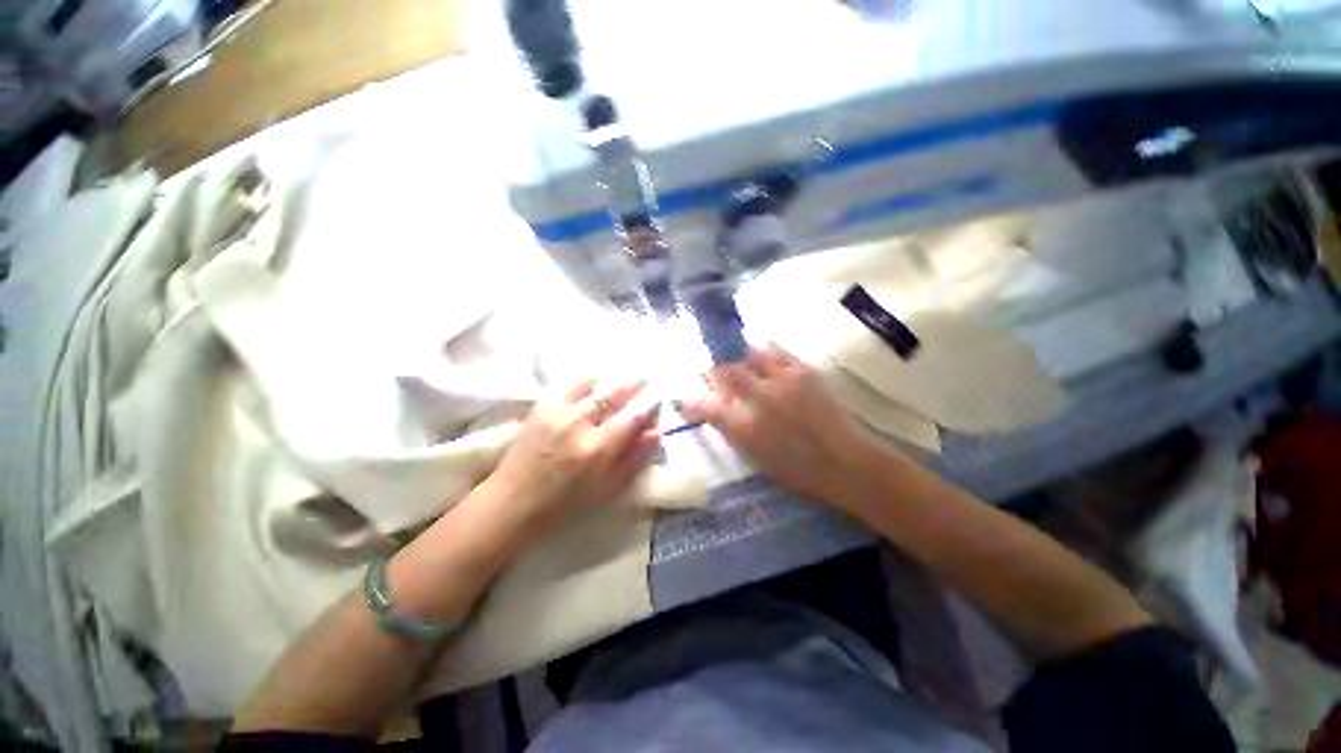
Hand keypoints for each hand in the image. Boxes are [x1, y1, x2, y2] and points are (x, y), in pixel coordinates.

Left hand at [486, 378, 660, 538]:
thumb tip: (656, 433)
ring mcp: (558, 413)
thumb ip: (633, 459)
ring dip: (612, 381)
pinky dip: (586, 381)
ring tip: (623, 378)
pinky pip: (569, 385)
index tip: (657, 398)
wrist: (513, 502)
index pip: (632, 418)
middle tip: (645, 379)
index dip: (648, 405)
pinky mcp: (541, 408)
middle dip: (633, 385)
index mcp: (598, 450)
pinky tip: (594, 382)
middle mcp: (579, 425)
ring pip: (593, 386)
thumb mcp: (606, 489)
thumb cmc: (565, 504)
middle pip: (614, 395)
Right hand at [683, 345, 880, 503]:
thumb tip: (717, 410)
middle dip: (717, 374)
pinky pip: (775, 350)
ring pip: (748, 354)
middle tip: (722, 380)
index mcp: (744, 428)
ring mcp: (781, 381)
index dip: (692, 402)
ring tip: (749, 370)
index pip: (705, 407)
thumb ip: (732, 430)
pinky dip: (766, 354)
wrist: (846, 463)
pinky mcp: (803, 370)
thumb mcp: (756, 457)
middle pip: (724, 371)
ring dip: (742, 361)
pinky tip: (769, 363)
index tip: (688, 402)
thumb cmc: (798, 470)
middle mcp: (758, 399)